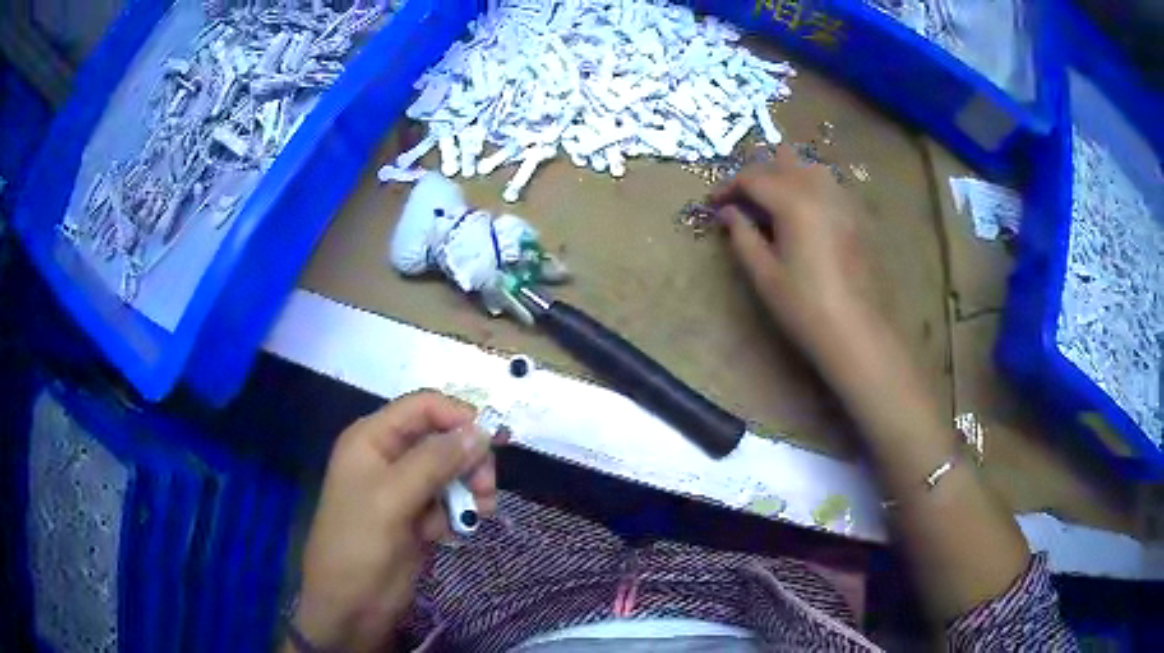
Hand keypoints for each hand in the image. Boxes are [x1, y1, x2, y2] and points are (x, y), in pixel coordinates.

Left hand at [289, 391, 496, 651]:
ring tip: (479, 515)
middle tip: (486, 490)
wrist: (350, 607)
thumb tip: (482, 429)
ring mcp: (403, 489)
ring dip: (468, 490)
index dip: (459, 417)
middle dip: (469, 461)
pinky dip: (458, 514)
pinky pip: (448, 502)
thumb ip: (436, 461)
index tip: (494, 443)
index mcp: (372, 439)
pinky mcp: (416, 517)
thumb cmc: (360, 545)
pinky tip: (454, 535)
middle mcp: (388, 457)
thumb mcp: (393, 499)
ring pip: (451, 472)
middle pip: (443, 438)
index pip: (423, 407)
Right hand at [710, 146, 872, 364]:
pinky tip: (803, 212)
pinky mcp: (856, 215)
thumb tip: (728, 213)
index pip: (753, 177)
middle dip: (757, 174)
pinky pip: (828, 183)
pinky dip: (808, 185)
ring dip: (785, 174)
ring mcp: (842, 200)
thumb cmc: (804, 307)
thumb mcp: (764, 275)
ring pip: (809, 166)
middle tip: (742, 201)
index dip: (728, 186)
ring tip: (772, 201)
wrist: (855, 331)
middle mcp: (819, 190)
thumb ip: (742, 236)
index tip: (713, 203)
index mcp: (793, 202)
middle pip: (782, 161)